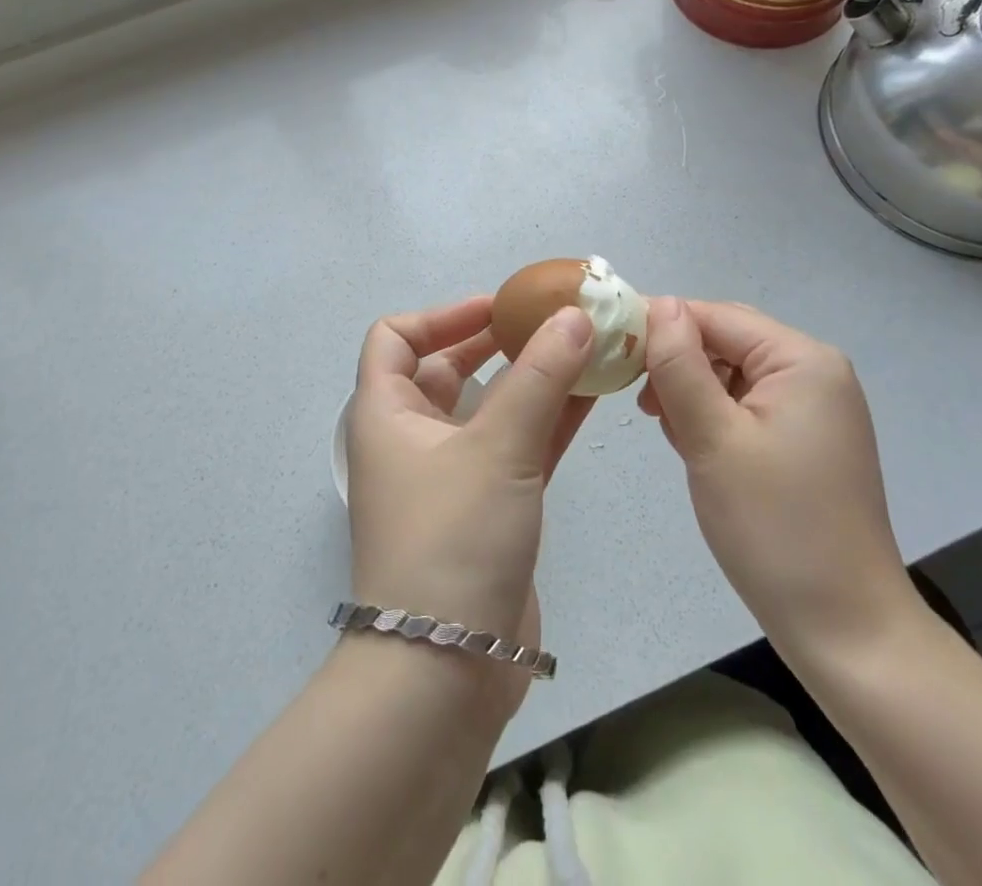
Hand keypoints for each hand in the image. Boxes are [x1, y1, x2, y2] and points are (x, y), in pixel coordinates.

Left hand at [345, 297, 595, 711]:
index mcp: (388, 413)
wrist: (445, 673)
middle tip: (551, 321)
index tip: (498, 307)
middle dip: (498, 340)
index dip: (442, 314)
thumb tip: (576, 314)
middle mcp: (414, 437)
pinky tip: (594, 394)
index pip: (395, 338)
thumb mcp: (498, 448)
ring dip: (534, 377)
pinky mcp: (489, 506)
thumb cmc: (452, 539)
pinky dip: (550, 418)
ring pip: (492, 406)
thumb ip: (541, 376)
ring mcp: (453, 474)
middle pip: (448, 367)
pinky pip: (518, 444)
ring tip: (584, 347)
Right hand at [639, 298, 919, 648]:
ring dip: (693, 391)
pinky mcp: (807, 439)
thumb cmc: (775, 528)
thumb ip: (681, 366)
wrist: (845, 630)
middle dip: (679, 362)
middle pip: (727, 340)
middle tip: (641, 401)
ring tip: (667, 429)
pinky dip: (715, 415)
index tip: (613, 353)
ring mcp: (815, 407)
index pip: (716, 316)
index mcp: (803, 360)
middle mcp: (815, 372)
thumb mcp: (713, 439)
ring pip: (734, 372)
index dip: (662, 327)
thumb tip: (661, 305)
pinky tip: (695, 445)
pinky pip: (748, 404)